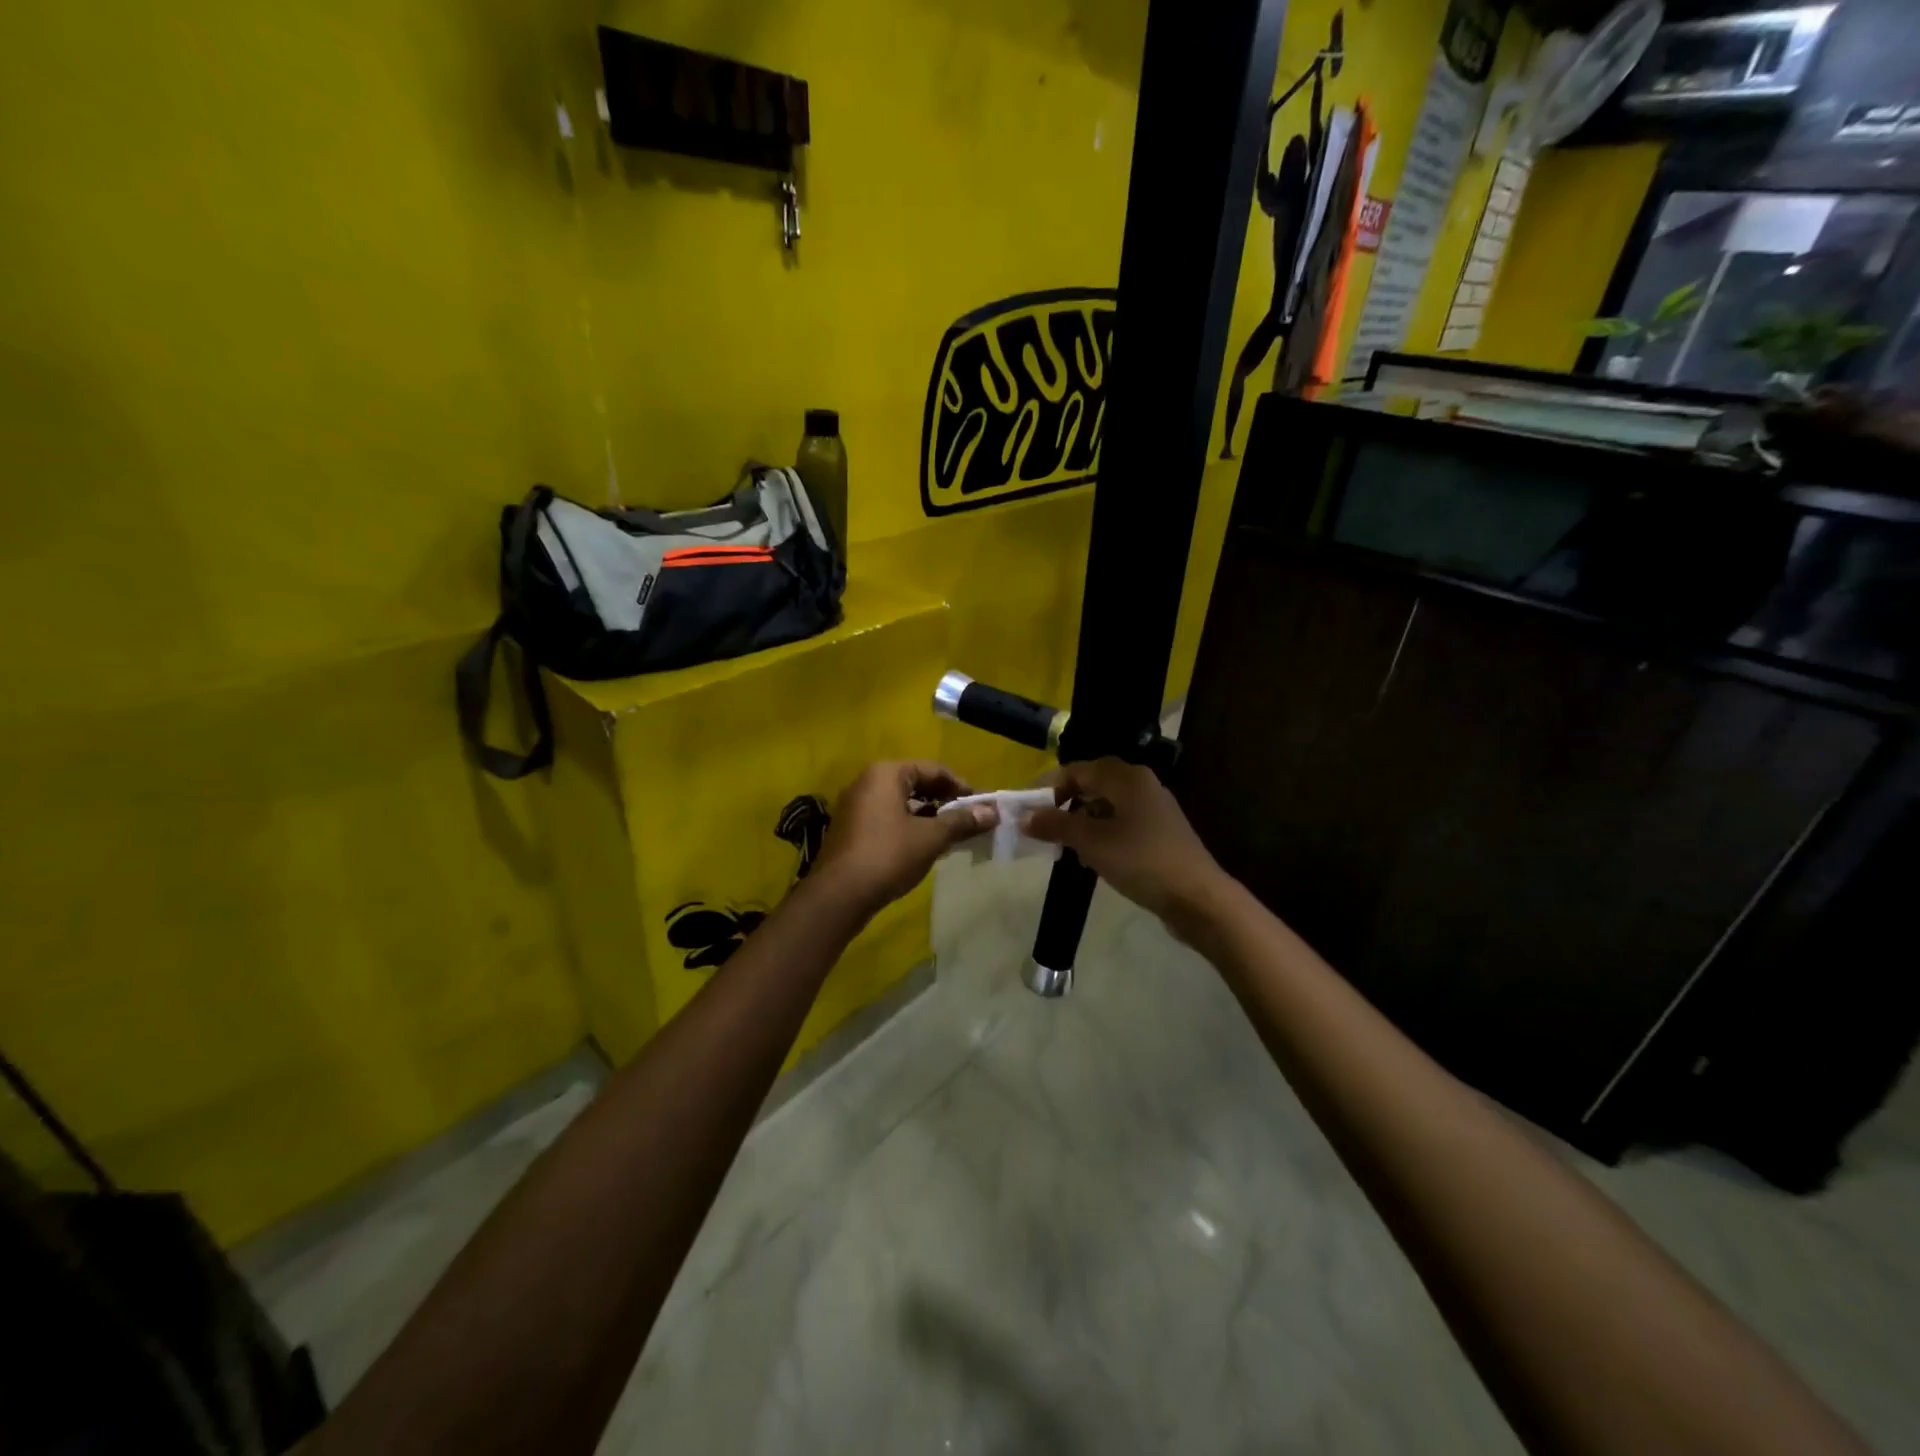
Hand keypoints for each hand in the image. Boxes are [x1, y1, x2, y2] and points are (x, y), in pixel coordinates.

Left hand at [811, 761, 996, 917]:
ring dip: (928, 816)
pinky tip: (924, 848)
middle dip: (944, 801)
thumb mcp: (931, 837)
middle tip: (969, 821)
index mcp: (886, 773)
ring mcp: (855, 806)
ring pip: (901, 803)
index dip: (961, 786)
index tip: (981, 806)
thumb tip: (993, 812)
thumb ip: (962, 821)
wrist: (839, 895)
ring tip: (951, 836)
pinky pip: (887, 818)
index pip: (933, 769)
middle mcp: (867, 782)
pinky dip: (908, 827)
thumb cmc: (888, 855)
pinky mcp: (850, 830)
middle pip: (915, 783)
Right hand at [1023, 758, 1229, 927]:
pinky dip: (1100, 833)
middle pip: (1093, 784)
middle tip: (1042, 826)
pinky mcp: (1160, 833)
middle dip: (1064, 803)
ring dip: (1081, 821)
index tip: (1026, 808)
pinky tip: (1091, 857)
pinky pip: (1121, 823)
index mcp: (1126, 778)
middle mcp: (1142, 785)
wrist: (1198, 898)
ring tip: (1062, 845)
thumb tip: (1024, 816)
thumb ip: (1056, 824)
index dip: (1048, 786)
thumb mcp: (1091, 842)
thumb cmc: (1141, 861)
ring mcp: (1154, 809)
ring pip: (1107, 805)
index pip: (1078, 770)